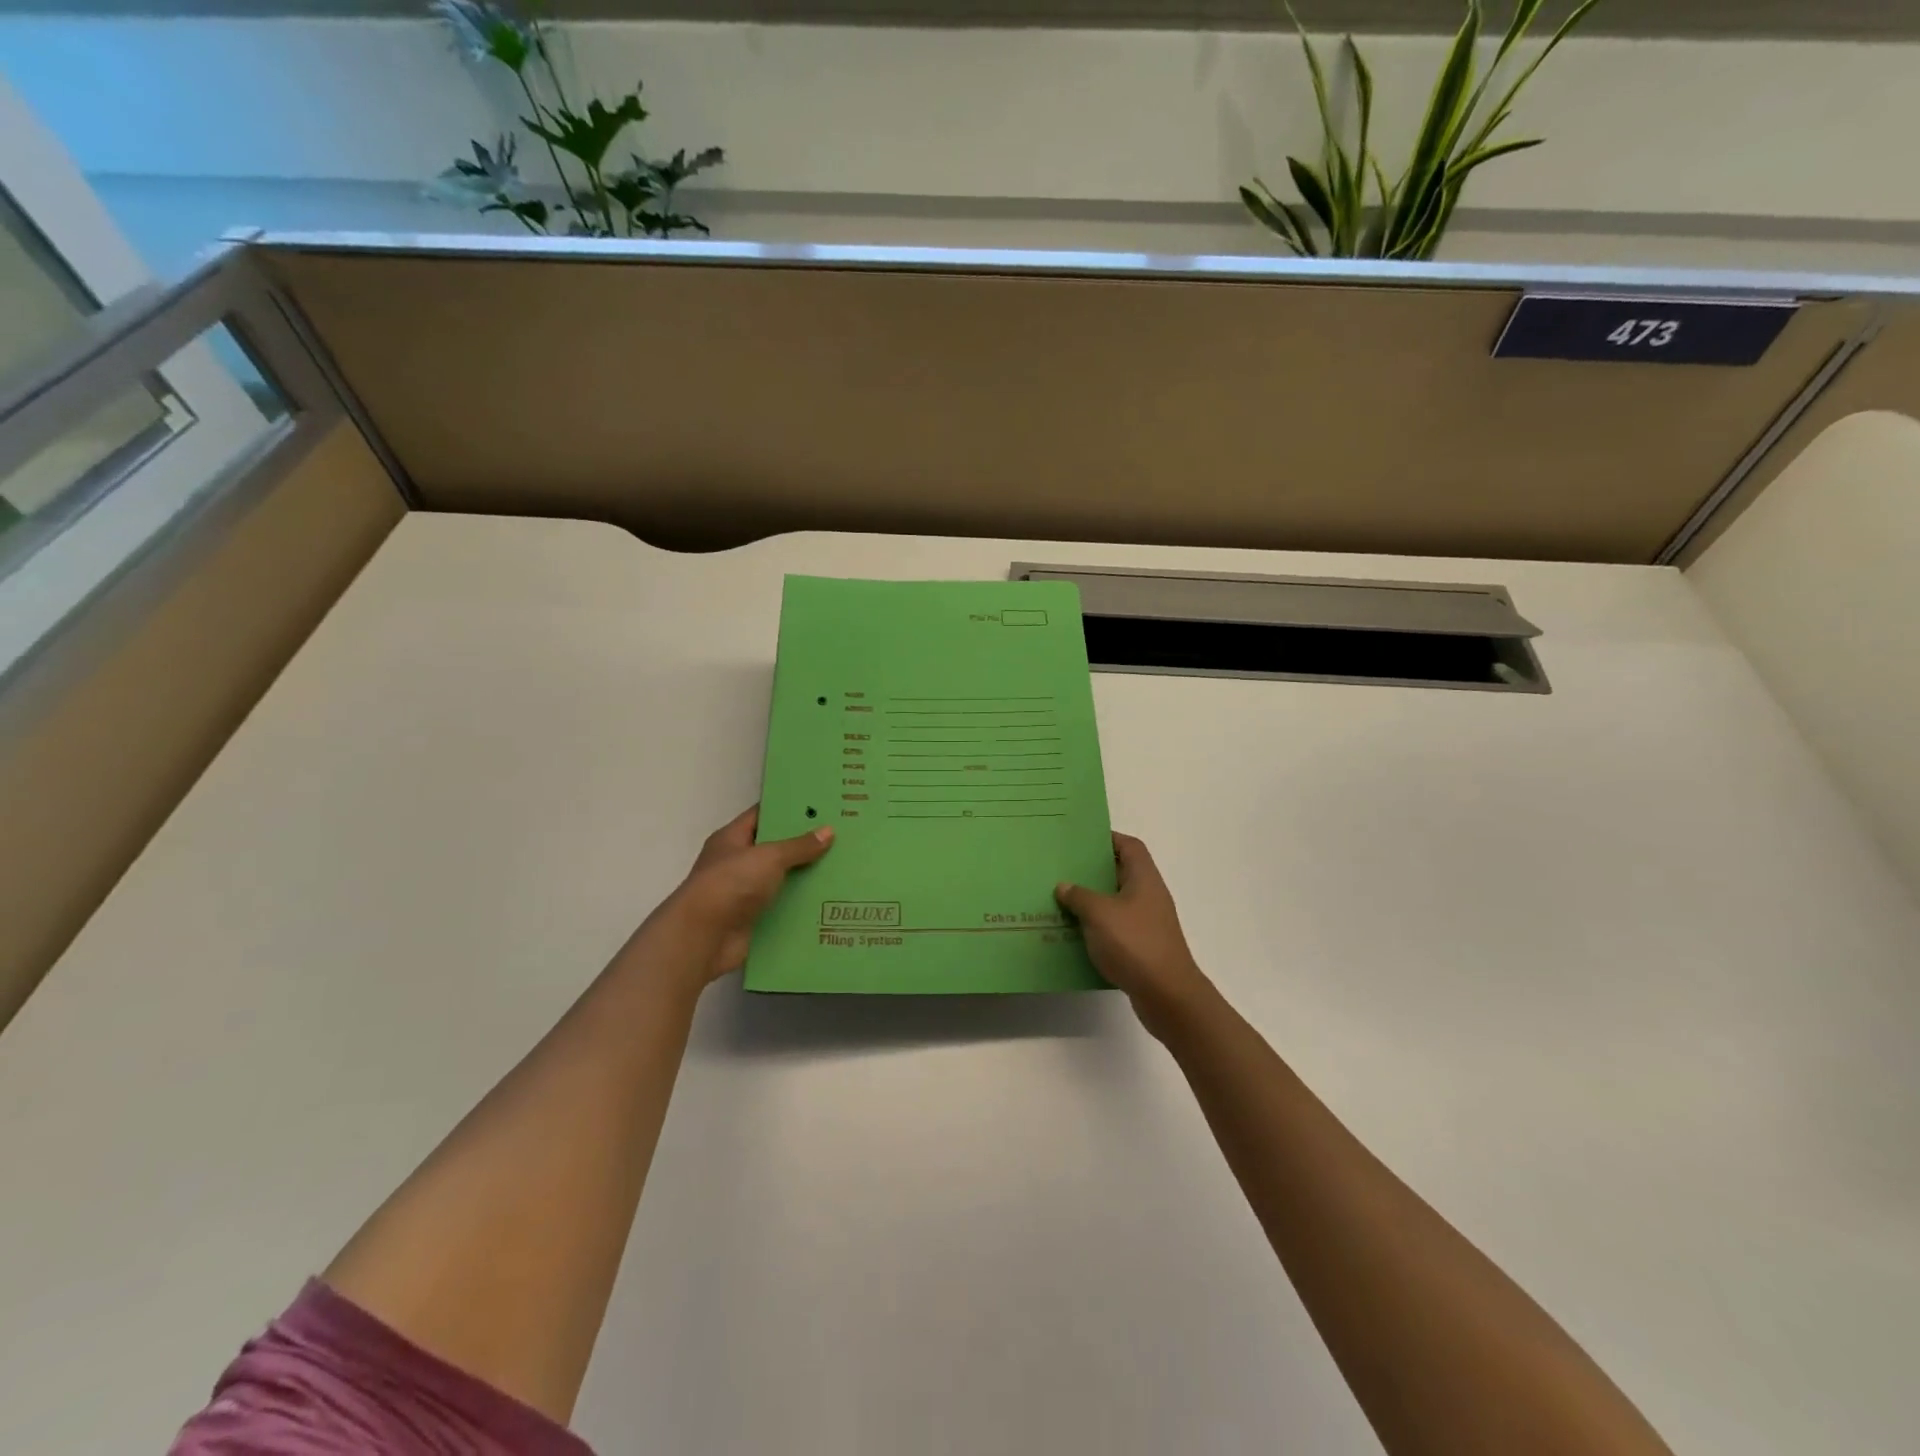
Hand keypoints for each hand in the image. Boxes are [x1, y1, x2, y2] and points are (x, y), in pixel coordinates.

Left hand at [648, 806, 833, 988]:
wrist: (703, 937)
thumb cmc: (731, 884)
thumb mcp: (768, 857)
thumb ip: (799, 846)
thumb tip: (829, 831)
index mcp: (732, 839)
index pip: (762, 816)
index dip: (788, 809)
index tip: (820, 805)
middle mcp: (738, 863)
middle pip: (776, 849)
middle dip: (805, 845)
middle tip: (840, 836)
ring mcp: (745, 893)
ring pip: (783, 880)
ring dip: (807, 878)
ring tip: (843, 868)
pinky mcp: (754, 920)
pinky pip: (783, 908)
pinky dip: (802, 907)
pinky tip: (831, 901)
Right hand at [1056, 833, 1213, 1036]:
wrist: (1167, 995)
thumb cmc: (1135, 944)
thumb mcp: (1099, 913)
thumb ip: (1079, 896)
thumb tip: (1064, 886)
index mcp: (1144, 879)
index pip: (1130, 846)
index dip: (1108, 839)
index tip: (1081, 841)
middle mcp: (1149, 896)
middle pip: (1120, 873)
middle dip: (1092, 872)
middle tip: (1062, 870)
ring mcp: (1147, 923)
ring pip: (1115, 903)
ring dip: (1091, 902)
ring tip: (1060, 901)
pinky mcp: (1142, 947)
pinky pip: (1115, 929)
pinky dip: (1096, 928)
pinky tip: (1073, 934)